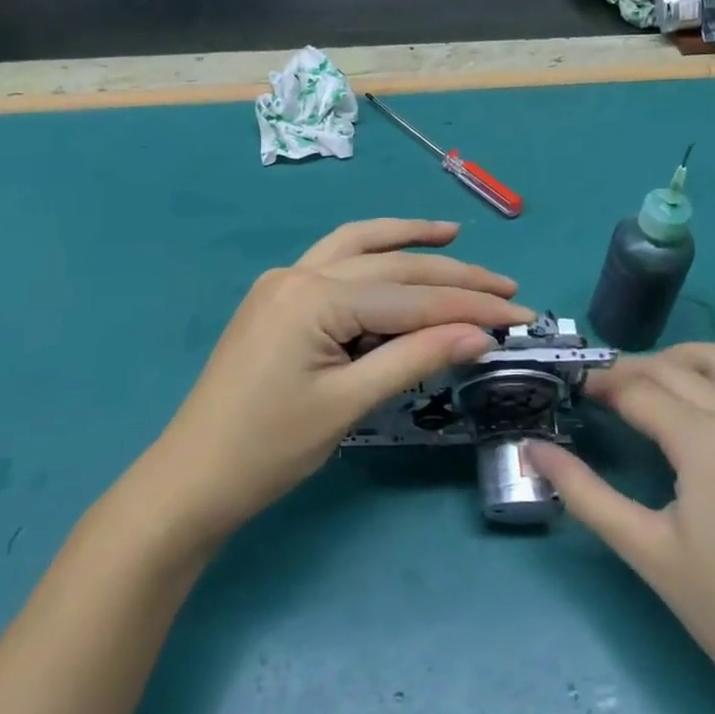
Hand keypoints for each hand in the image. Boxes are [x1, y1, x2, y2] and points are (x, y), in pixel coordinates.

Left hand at [145, 219, 532, 546]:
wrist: (193, 477)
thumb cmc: (270, 448)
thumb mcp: (349, 403)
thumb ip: (415, 358)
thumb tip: (480, 334)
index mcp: (315, 297)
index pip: (411, 298)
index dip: (471, 307)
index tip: (521, 314)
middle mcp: (299, 272)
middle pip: (390, 266)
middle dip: (452, 275)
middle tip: (506, 285)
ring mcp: (285, 280)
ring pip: (359, 246)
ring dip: (408, 241)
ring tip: (454, 236)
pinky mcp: (280, 296)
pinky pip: (335, 262)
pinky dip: (372, 254)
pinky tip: (396, 255)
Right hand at [528, 343, 714, 713]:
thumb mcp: (648, 553)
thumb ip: (585, 494)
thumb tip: (533, 449)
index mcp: (709, 441)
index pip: (640, 391)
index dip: (601, 385)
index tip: (575, 391)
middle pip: (676, 369)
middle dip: (631, 370)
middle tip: (602, 391)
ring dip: (682, 361)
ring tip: (654, 385)